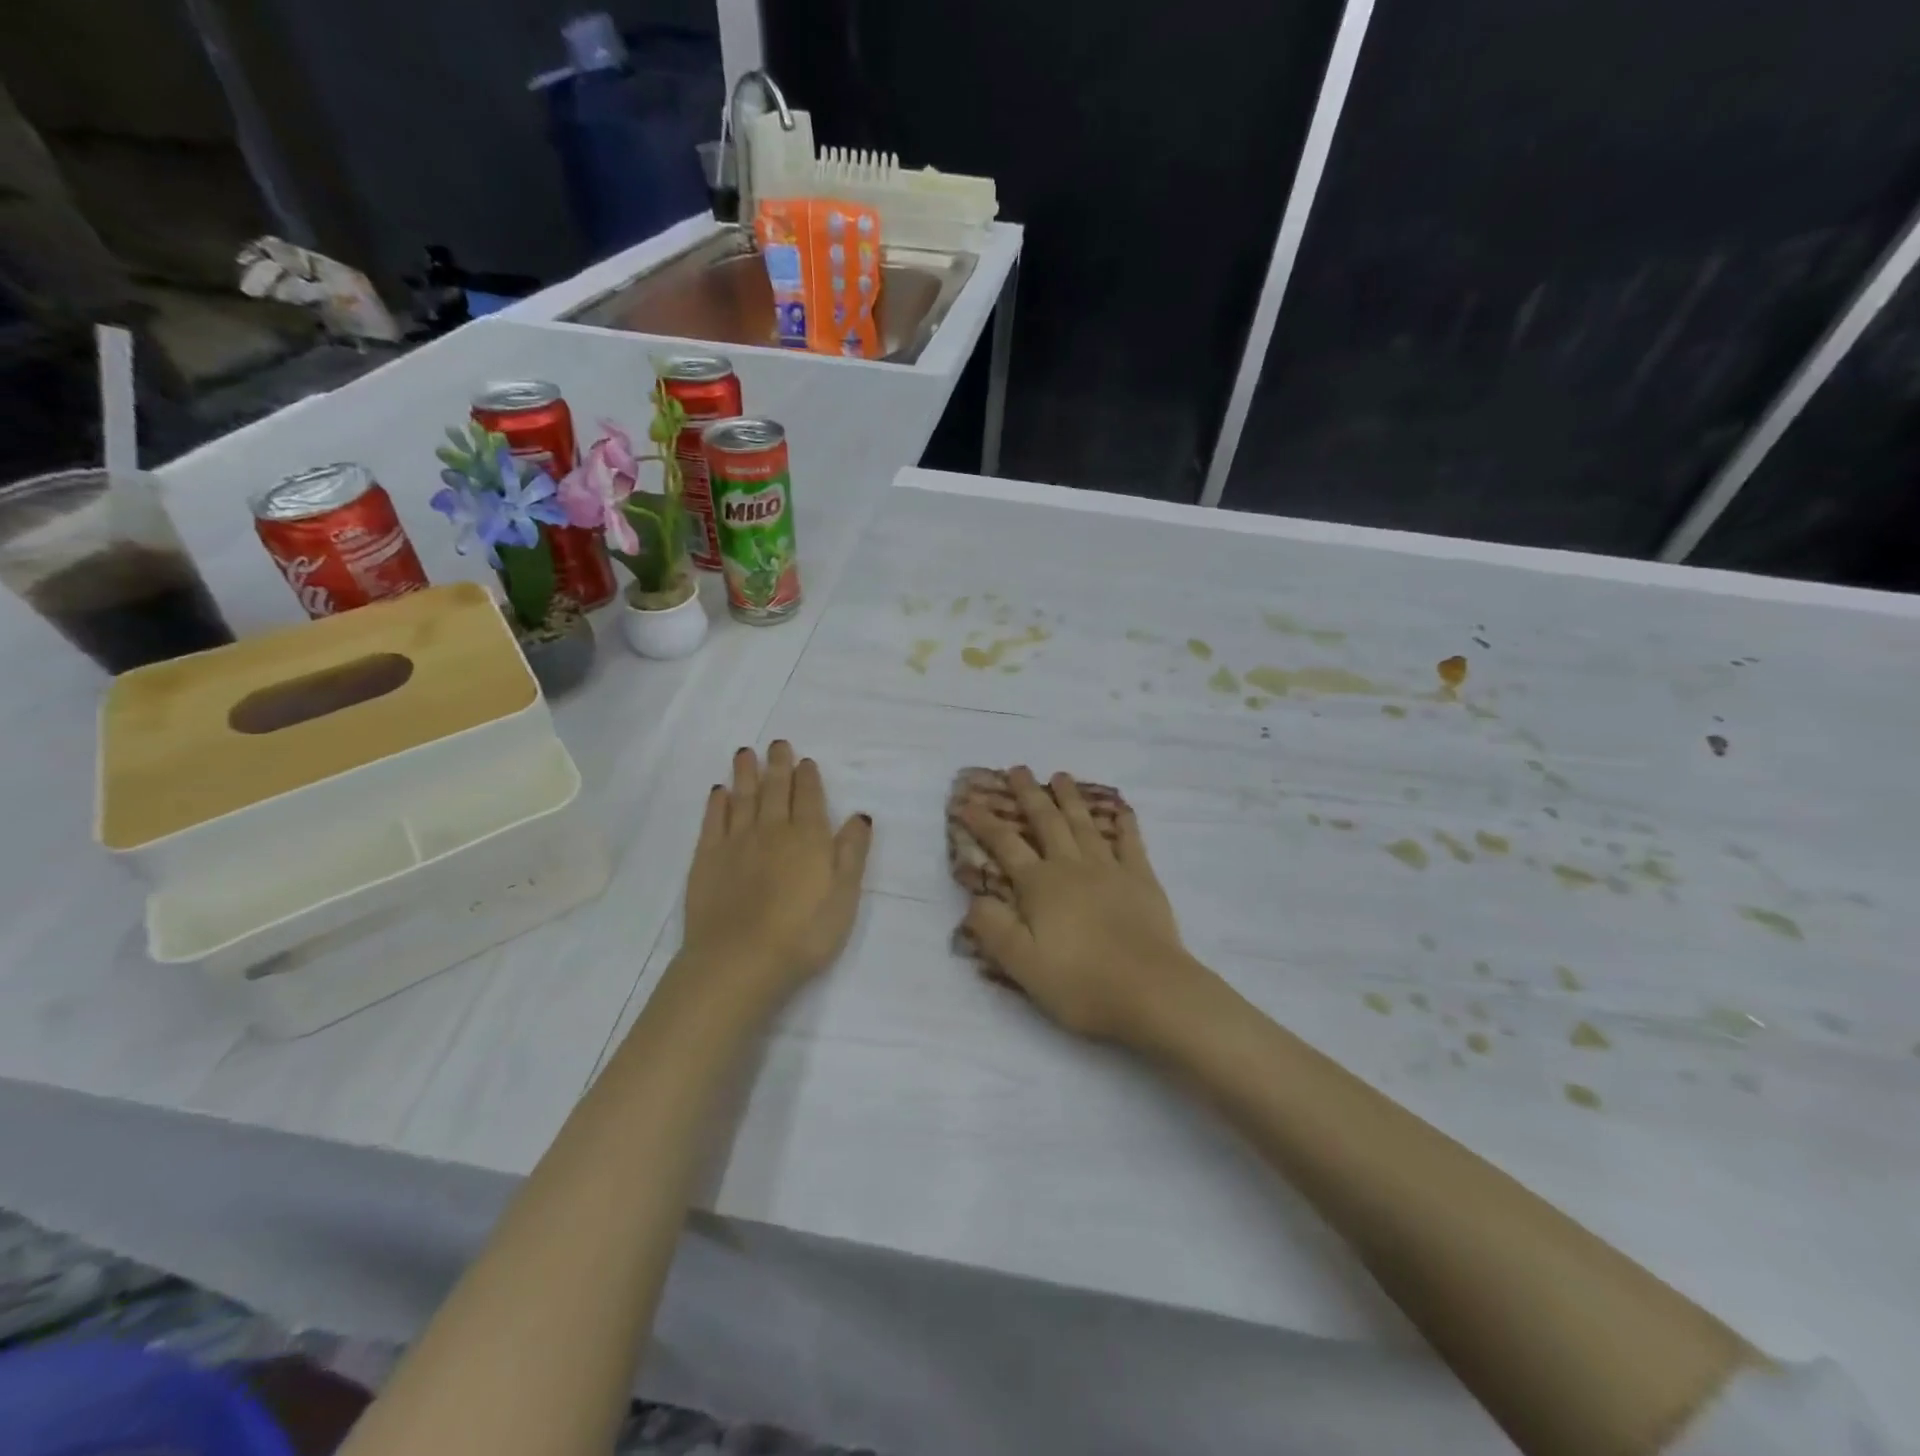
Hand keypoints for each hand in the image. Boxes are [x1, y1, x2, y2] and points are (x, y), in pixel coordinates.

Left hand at [681, 742, 872, 1005]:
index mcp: (809, 838)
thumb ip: (852, 853)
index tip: (805, 760)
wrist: (740, 960)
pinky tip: (719, 792)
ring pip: (743, 798)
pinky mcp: (707, 859)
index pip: (810, 798)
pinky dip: (717, 803)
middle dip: (778, 765)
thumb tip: (860, 815)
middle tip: (777, 743)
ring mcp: (736, 842)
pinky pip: (714, 821)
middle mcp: (773, 830)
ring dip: (746, 774)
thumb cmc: (804, 933)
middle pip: (776, 790)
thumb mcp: (844, 896)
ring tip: (745, 753)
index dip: (808, 777)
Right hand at [960, 767, 1203, 1042]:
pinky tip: (1121, 808)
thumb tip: (974, 898)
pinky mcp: (1141, 879)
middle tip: (1018, 769)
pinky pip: (1130, 841)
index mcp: (1040, 885)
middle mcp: (1072, 867)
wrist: (1151, 990)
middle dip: (1029, 794)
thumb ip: (993, 928)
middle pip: (1046, 822)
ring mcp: (1109, 869)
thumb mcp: (1022, 964)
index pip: (1005, 845)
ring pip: (1084, 824)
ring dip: (1070, 798)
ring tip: (1060, 776)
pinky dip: (1124, 822)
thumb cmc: (1080, 982)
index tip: (967, 801)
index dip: (984, 822)